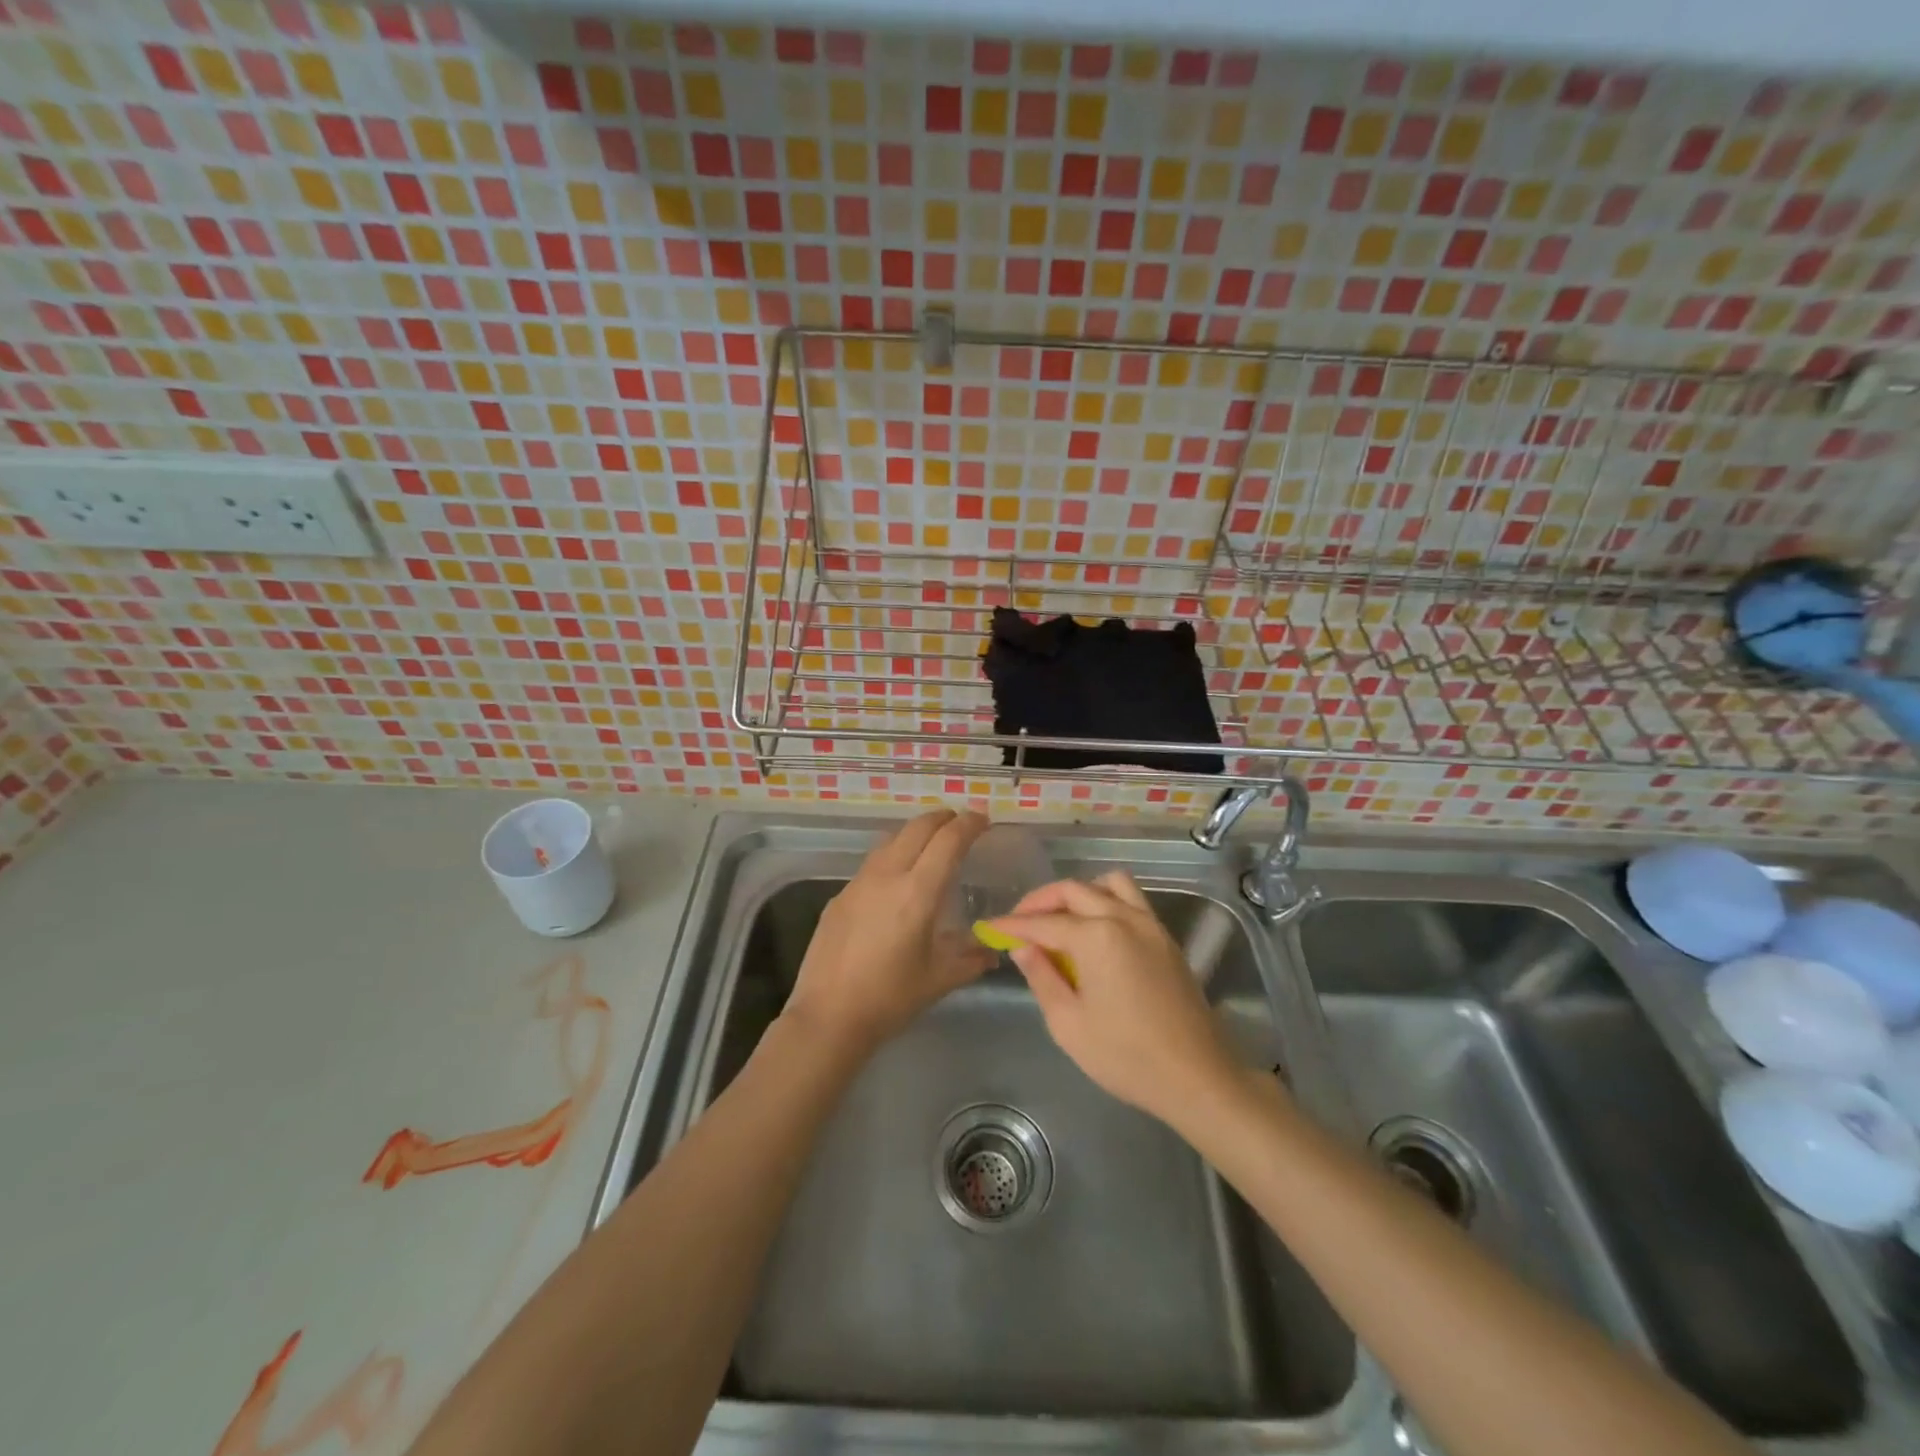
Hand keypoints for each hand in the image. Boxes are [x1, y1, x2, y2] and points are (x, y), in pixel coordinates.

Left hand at [784, 809, 995, 1055]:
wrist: (828, 1016)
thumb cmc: (890, 998)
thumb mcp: (940, 979)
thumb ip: (971, 958)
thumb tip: (992, 948)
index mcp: (917, 892)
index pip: (948, 841)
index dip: (969, 824)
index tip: (983, 819)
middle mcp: (887, 875)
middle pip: (918, 827)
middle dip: (943, 818)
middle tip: (960, 824)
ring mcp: (859, 883)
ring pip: (891, 839)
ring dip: (915, 832)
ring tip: (931, 843)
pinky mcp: (840, 896)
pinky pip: (872, 862)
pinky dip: (893, 855)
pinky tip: (897, 879)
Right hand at [989, 872, 1240, 1127]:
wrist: (1197, 1077)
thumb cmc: (1126, 1056)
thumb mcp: (1069, 1024)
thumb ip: (1042, 978)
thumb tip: (1022, 948)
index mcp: (1097, 937)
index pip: (1043, 923)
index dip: (1012, 926)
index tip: (989, 928)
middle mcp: (1124, 918)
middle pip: (1074, 891)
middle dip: (1041, 902)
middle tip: (1019, 923)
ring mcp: (1150, 924)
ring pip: (1108, 884)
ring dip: (1078, 893)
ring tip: (1060, 919)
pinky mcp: (1165, 938)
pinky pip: (1131, 900)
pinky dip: (1106, 901)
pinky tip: (1095, 931)